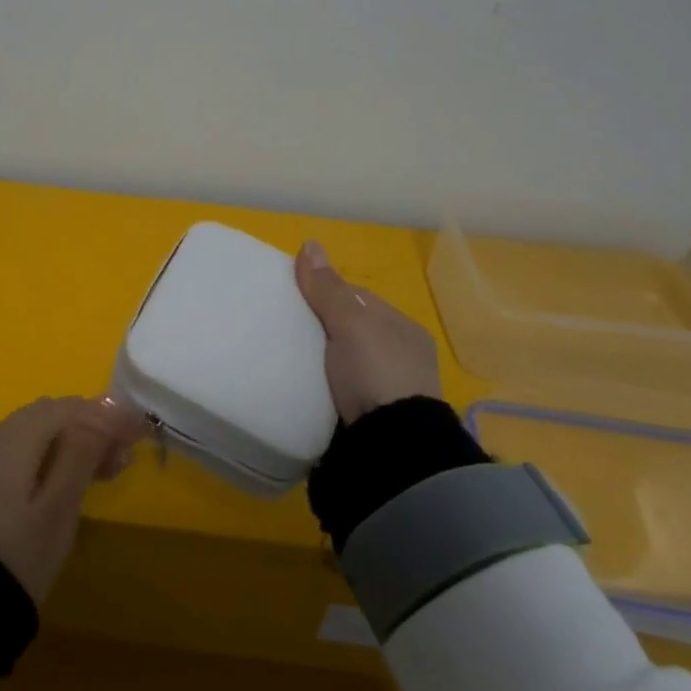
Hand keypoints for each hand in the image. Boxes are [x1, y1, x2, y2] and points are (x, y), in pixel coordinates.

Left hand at [0, 396, 146, 602]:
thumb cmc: (18, 558)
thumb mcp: (59, 509)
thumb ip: (81, 455)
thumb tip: (101, 416)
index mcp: (11, 439)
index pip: (66, 408)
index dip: (105, 414)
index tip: (138, 431)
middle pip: (46, 416)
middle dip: (89, 426)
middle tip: (124, 453)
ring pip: (30, 434)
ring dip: (68, 443)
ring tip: (103, 470)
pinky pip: (13, 454)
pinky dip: (43, 457)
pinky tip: (62, 481)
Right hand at [295, 240, 442, 423]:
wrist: (392, 447)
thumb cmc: (376, 373)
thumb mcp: (350, 324)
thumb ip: (328, 289)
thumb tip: (310, 243)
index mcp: (402, 329)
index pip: (358, 298)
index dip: (326, 293)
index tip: (294, 298)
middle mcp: (401, 357)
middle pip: (351, 330)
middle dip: (322, 328)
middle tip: (287, 330)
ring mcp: (389, 391)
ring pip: (346, 361)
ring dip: (323, 359)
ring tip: (290, 359)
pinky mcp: (373, 419)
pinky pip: (343, 389)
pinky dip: (325, 385)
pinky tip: (307, 386)